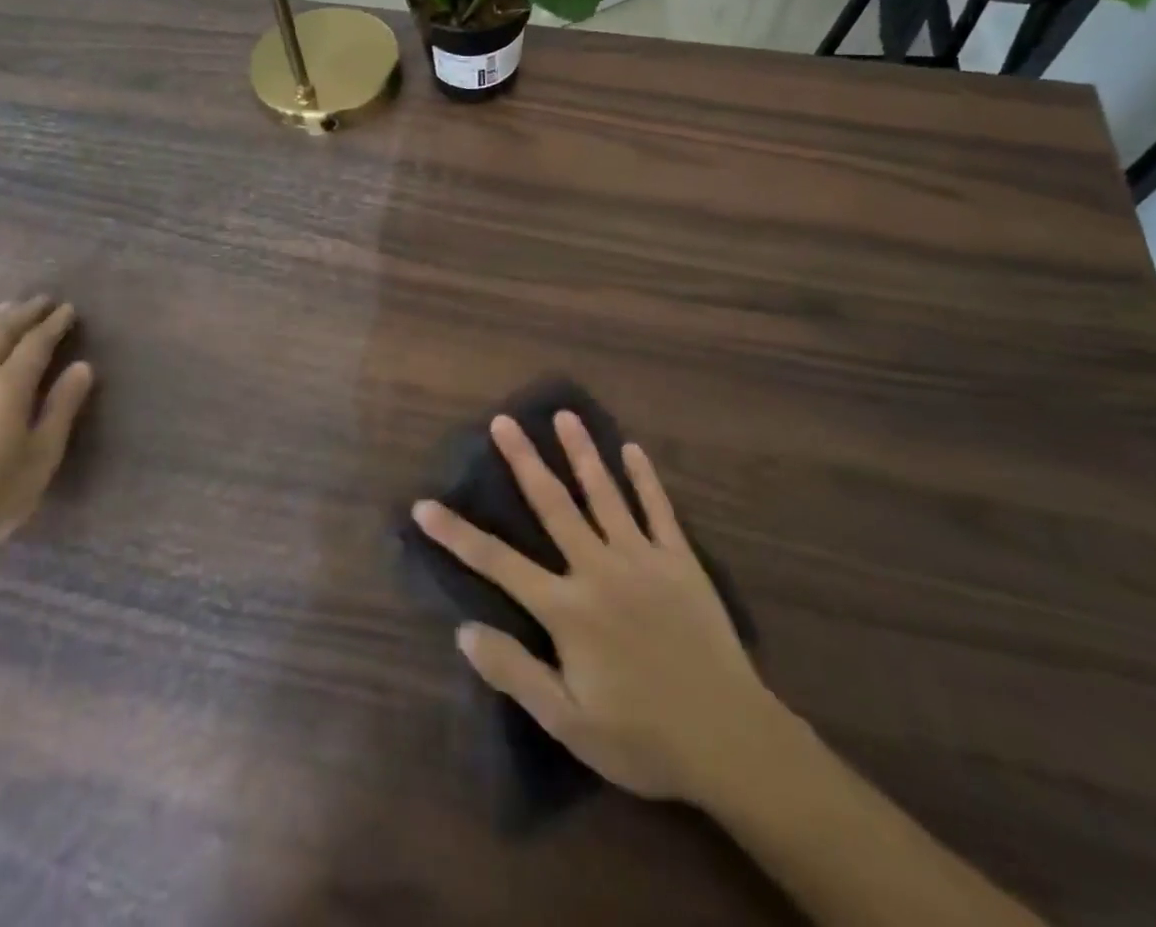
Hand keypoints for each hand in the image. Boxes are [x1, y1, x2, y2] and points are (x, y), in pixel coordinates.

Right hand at [412, 413, 775, 805]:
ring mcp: (643, 558)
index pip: (498, 562)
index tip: (425, 505)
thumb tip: (464, 631)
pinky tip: (633, 449)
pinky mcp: (681, 561)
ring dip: (582, 452)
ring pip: (605, 493)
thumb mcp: (569, 721)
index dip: (457, 534)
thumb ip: (515, 672)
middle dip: (524, 461)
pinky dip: (645, 478)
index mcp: (567, 608)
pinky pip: (659, 510)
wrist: (730, 739)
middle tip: (504, 421)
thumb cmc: (643, 738)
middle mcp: (599, 568)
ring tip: (564, 415)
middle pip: (553, 505)